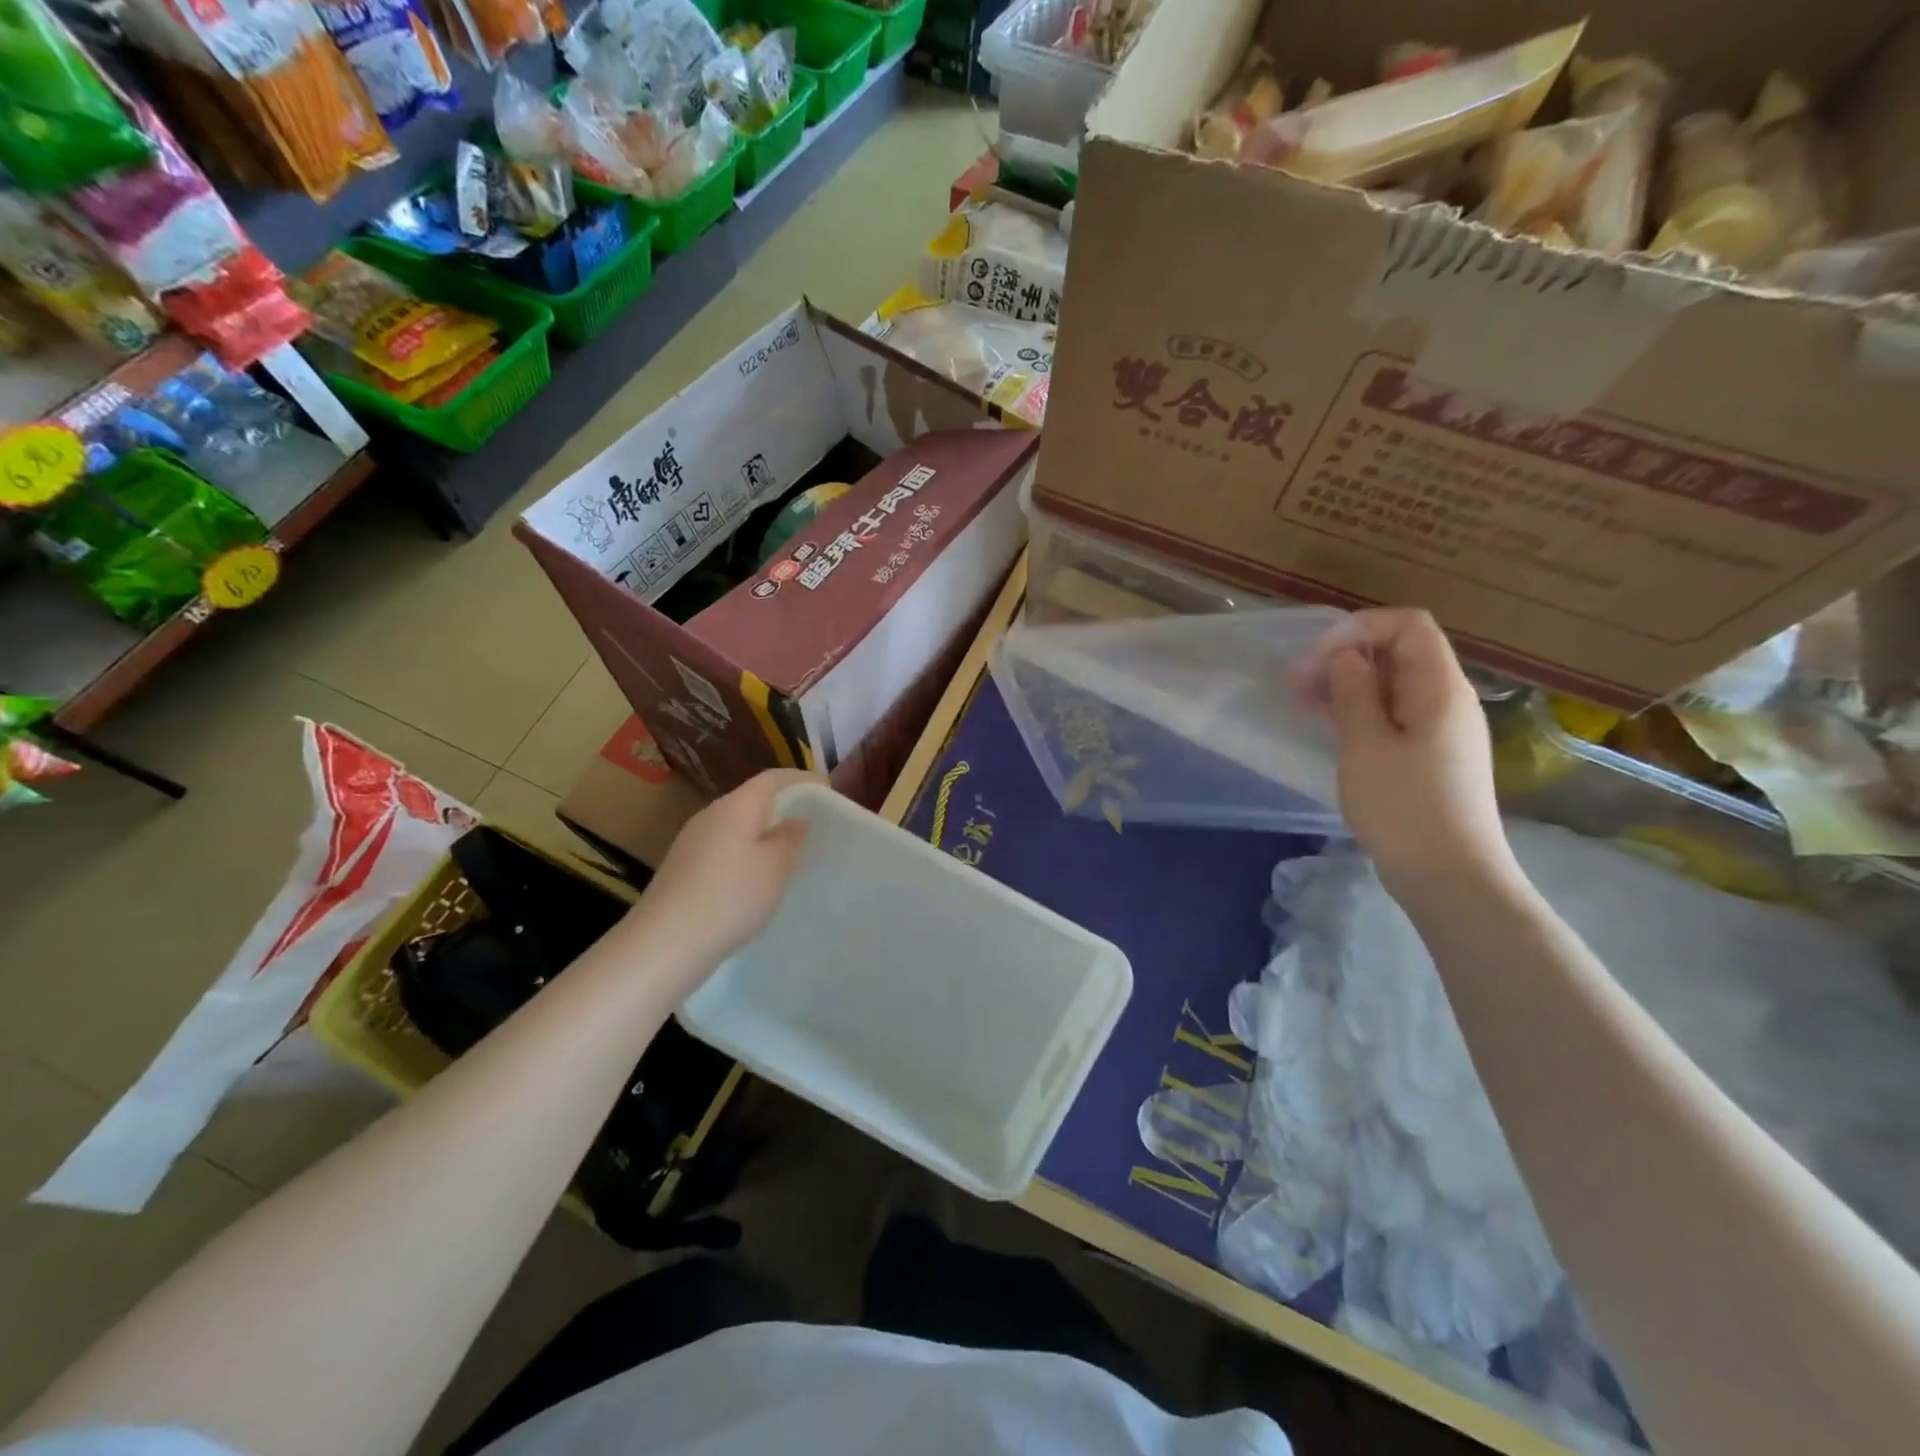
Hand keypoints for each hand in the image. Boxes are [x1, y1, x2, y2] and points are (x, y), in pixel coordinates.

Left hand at [630, 769, 811, 975]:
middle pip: (751, 800)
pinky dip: (744, 854)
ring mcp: (691, 842)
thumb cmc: (730, 897)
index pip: (772, 778)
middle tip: (811, 825)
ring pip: (736, 826)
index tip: (826, 792)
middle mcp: (710, 815)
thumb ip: (790, 839)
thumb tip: (795, 821)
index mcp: (735, 806)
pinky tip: (754, 881)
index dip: (801, 780)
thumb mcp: (775, 868)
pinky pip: (722, 849)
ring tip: (787, 854)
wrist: (664, 944)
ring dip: (762, 834)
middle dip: (782, 807)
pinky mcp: (682, 869)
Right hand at [1293, 608, 1515, 901]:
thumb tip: (1346, 657)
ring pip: (1394, 687)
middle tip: (1297, 682)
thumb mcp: (1366, 744)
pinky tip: (1330, 727)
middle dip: (1346, 657)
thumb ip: (1354, 692)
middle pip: (1400, 654)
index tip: (1317, 657)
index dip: (1359, 628)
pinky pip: (1395, 716)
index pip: (1408, 626)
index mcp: (1440, 688)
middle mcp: (1448, 701)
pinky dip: (1361, 712)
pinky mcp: (1431, 758)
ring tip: (1304, 702)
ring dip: (1348, 686)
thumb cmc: (1404, 806)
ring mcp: (1442, 731)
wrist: (1450, 876)